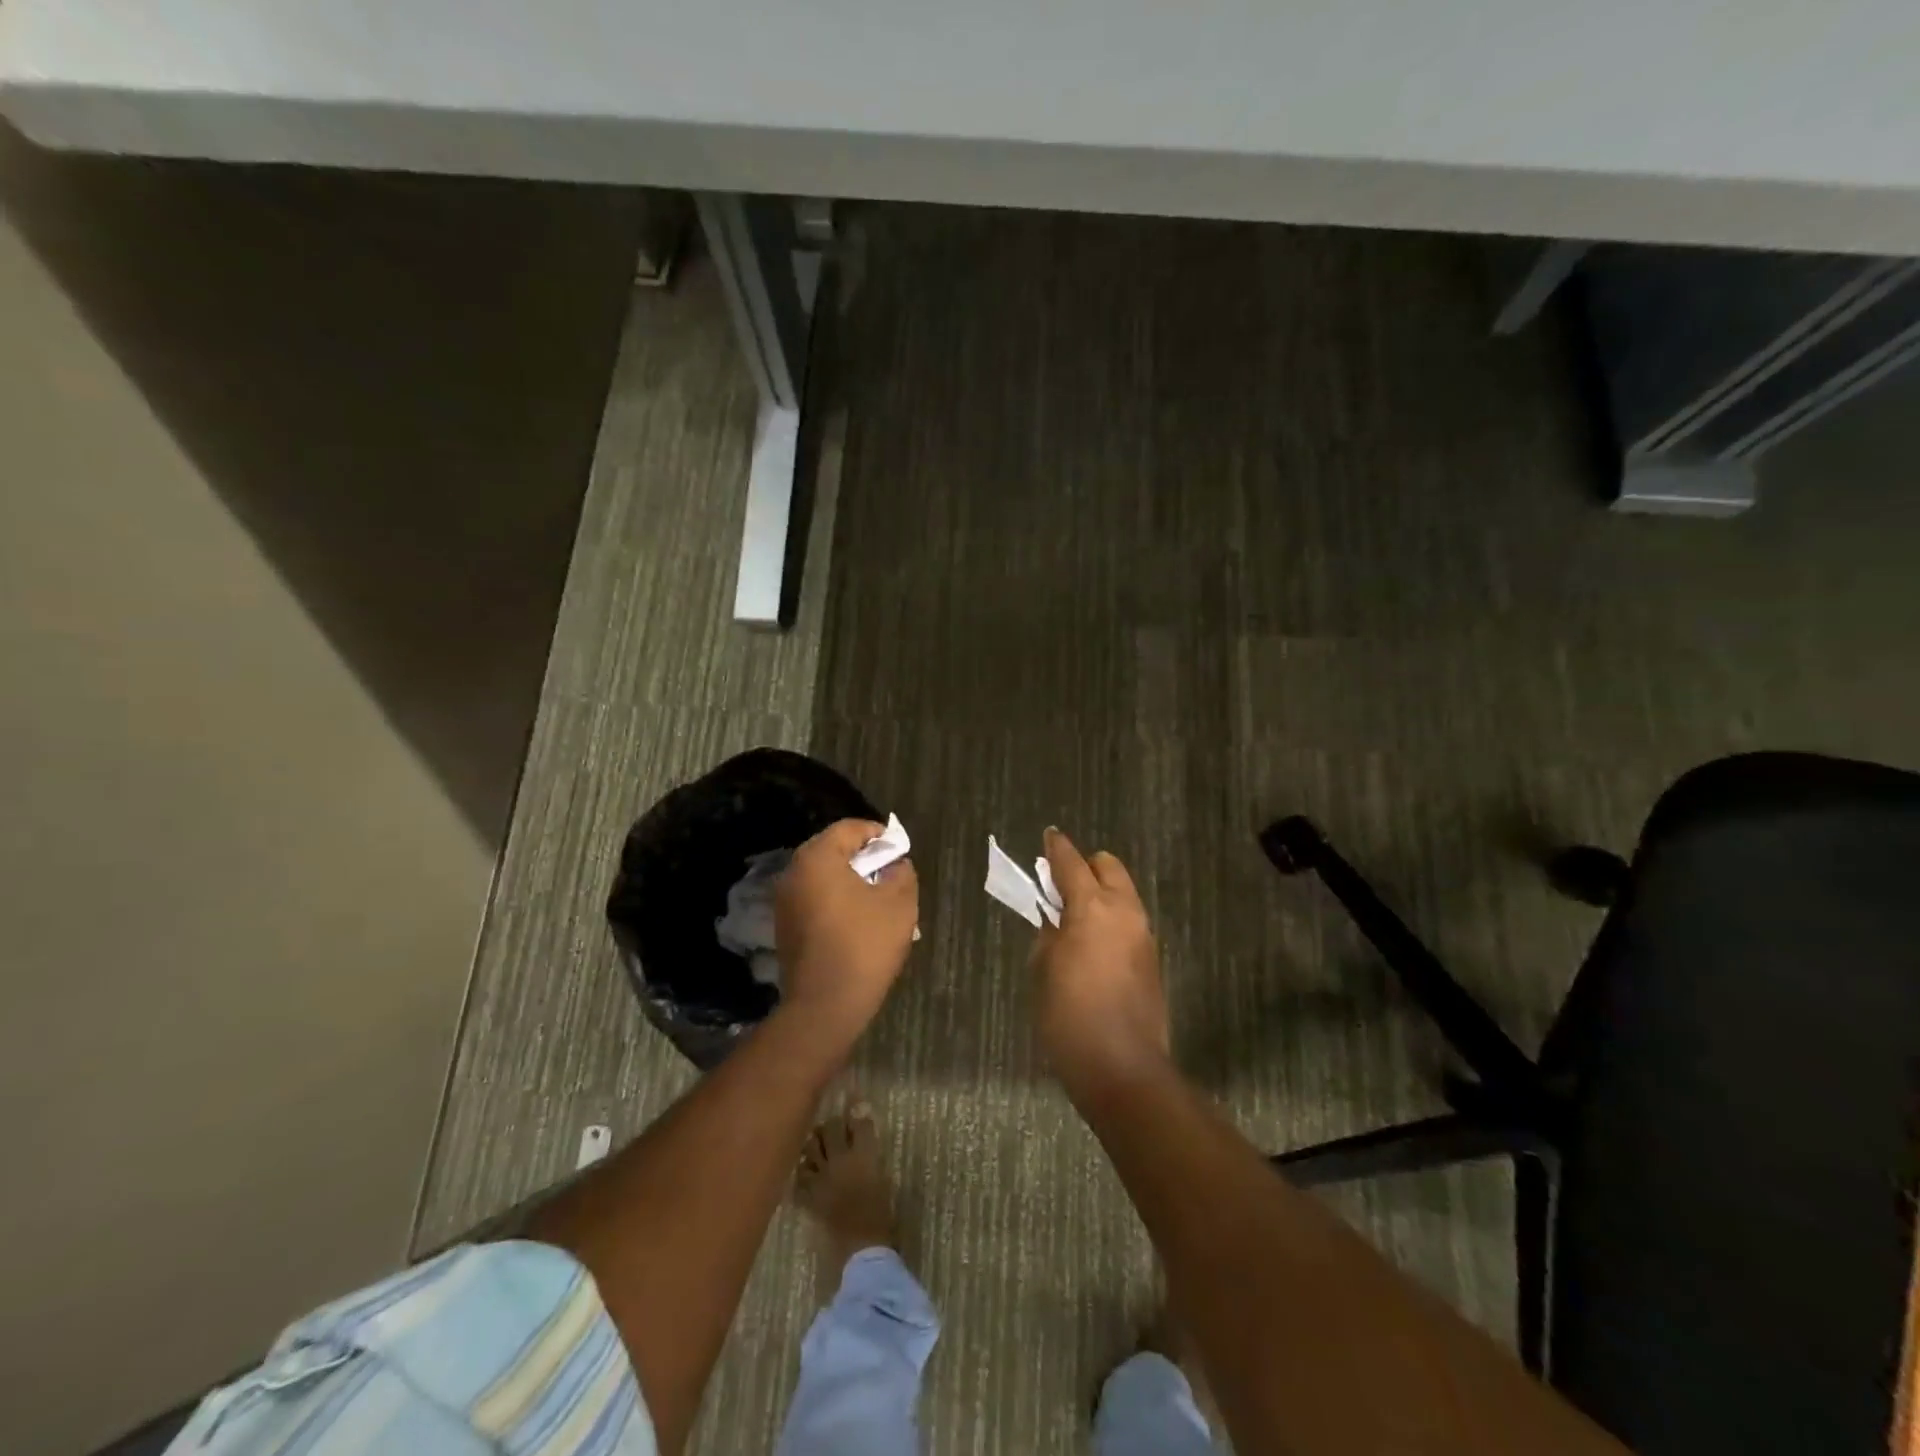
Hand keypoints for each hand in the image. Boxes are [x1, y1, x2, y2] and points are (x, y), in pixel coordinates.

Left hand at [776, 819, 919, 1036]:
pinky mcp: (784, 927)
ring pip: (822, 876)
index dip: (877, 833)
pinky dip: (835, 899)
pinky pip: (813, 899)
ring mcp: (784, 902)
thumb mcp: (899, 904)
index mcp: (817, 858)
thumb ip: (901, 873)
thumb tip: (896, 865)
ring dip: (848, 879)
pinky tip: (856, 919)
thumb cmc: (864, 945)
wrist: (824, 1006)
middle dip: (862, 856)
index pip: (848, 828)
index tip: (898, 848)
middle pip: (831, 850)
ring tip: (876, 895)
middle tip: (889, 869)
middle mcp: (793, 873)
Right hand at [1030, 828, 1170, 1098]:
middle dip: (1086, 866)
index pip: (1072, 864)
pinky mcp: (1152, 959)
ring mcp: (1143, 935)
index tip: (1049, 836)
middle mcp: (1124, 912)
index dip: (1057, 848)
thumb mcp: (1043, 973)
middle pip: (1109, 867)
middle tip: (1060, 884)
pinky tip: (1093, 944)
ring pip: (1123, 893)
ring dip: (1101, 893)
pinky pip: (1129, 921)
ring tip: (1074, 916)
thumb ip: (1049, 936)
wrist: (1123, 1069)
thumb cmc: (1069, 1018)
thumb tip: (1055, 923)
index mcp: (1092, 908)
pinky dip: (1111, 918)